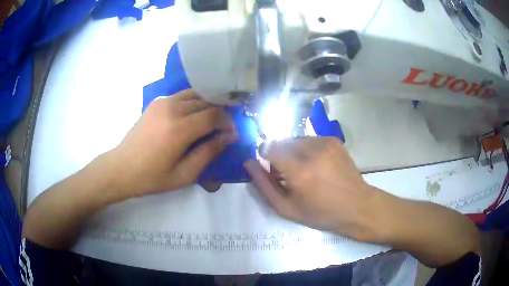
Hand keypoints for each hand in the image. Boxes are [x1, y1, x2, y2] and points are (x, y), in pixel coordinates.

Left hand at [107, 90, 236, 199]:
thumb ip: (208, 153)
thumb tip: (229, 137)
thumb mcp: (184, 174)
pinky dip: (193, 102)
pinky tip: (192, 115)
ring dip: (207, 104)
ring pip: (195, 94)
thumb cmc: (152, 177)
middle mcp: (172, 108)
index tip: (231, 133)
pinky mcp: (156, 101)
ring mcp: (163, 102)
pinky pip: (181, 95)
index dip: (227, 122)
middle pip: (206, 102)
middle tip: (222, 128)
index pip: (214, 115)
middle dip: (219, 113)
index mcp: (179, 129)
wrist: (122, 167)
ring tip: (210, 120)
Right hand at [244, 137, 381, 241]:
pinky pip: (310, 139)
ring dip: (293, 152)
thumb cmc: (321, 213)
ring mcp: (325, 142)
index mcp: (298, 171)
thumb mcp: (287, 208)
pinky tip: (318, 165)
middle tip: (289, 174)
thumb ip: (263, 185)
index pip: (268, 147)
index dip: (265, 156)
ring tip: (306, 170)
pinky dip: (307, 149)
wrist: (357, 206)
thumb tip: (248, 163)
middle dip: (279, 155)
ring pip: (295, 140)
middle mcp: (311, 151)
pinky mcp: (333, 140)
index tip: (270, 168)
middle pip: (281, 142)